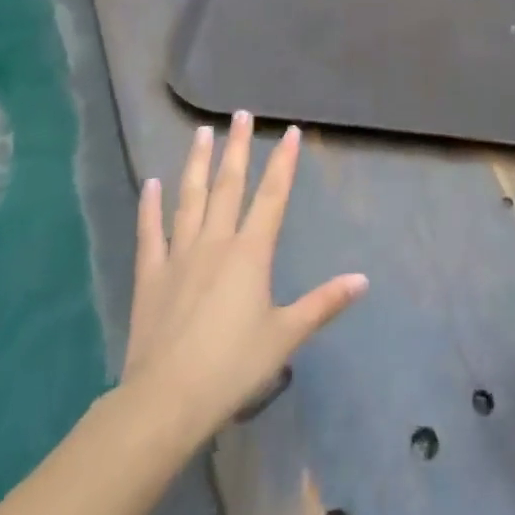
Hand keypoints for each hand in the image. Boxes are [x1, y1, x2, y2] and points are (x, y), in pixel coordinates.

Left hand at [119, 113, 366, 444]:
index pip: (272, 197)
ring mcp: (179, 256)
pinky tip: (151, 183)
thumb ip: (324, 303)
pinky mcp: (150, 276)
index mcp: (251, 253)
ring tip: (201, 132)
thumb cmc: (233, 365)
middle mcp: (216, 242)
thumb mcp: (286, 335)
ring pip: (189, 199)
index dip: (283, 163)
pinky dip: (150, 206)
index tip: (290, 132)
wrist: (166, 399)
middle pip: (229, 186)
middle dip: (238, 148)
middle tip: (242, 115)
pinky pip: (150, 232)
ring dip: (196, 163)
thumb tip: (363, 280)